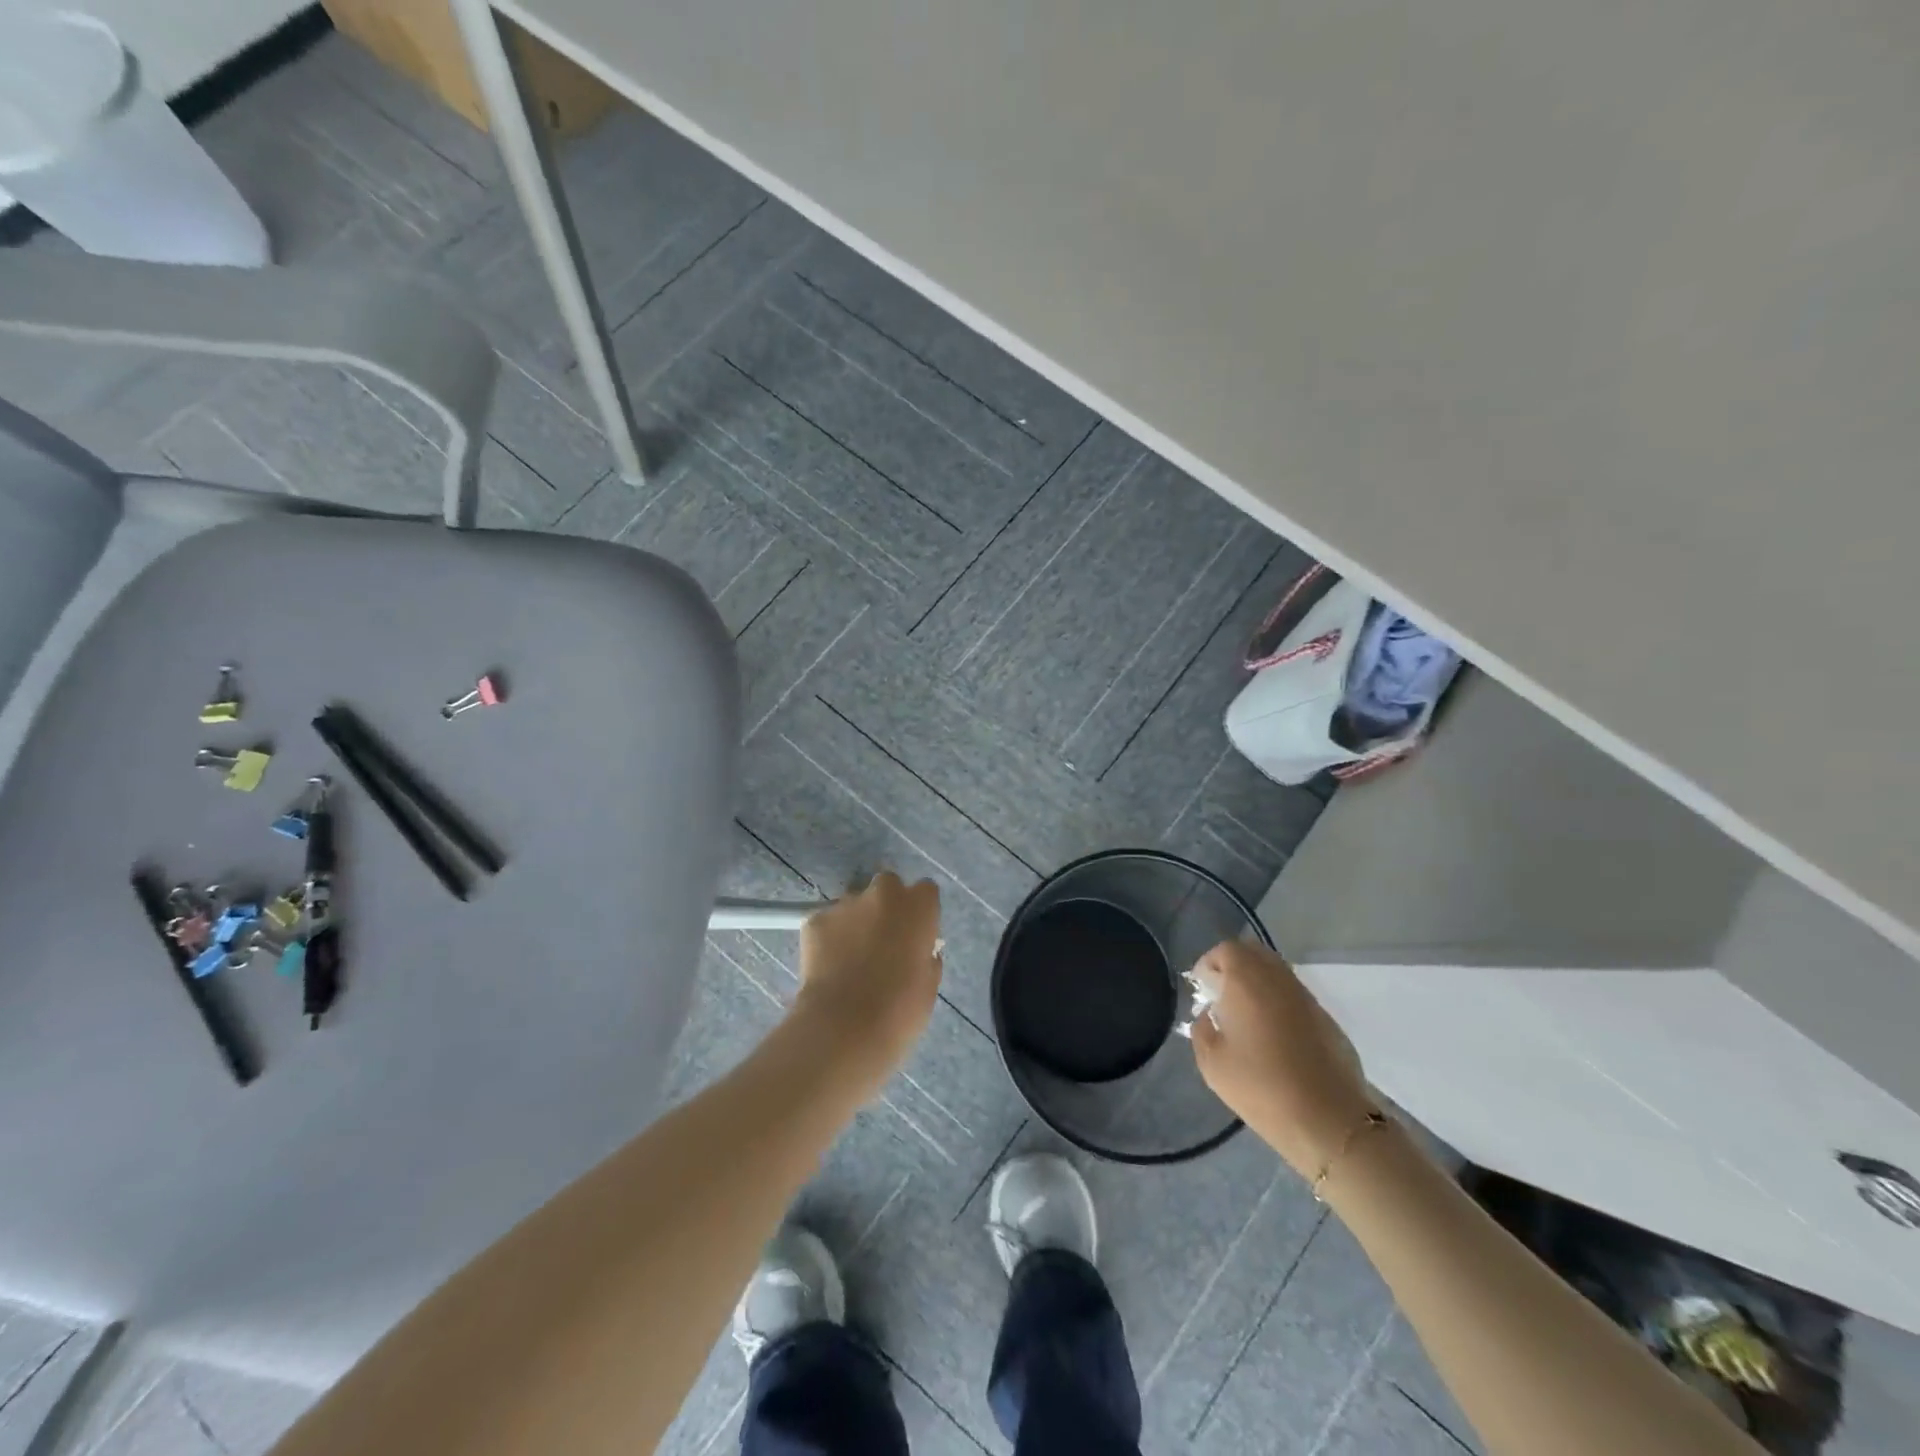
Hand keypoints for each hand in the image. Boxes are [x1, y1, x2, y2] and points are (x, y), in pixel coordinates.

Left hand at [792, 872, 942, 1090]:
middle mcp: (883, 894)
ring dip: (856, 921)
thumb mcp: (929, 984)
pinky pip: (826, 922)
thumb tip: (919, 952)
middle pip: (887, 886)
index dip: (920, 911)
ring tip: (850, 958)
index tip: (916, 934)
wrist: (844, 1028)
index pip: (925, 890)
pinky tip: (828, 967)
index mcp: (918, 907)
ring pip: (854, 904)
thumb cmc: (900, 1011)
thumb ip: (926, 956)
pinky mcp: (814, 920)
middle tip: (883, 939)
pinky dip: (828, 938)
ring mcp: (845, 904)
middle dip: (886, 905)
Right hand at [1189, 940, 1376, 1179]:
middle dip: (1234, 965)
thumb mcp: (1212, 1063)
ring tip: (1247, 1014)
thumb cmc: (1261, 1087)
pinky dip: (1278, 1000)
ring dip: (1258, 981)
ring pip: (1277, 971)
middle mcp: (1278, 980)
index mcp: (1247, 982)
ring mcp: (1306, 997)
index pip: (1227, 950)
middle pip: (1254, 953)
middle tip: (1222, 994)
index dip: (1210, 963)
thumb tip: (1209, 1015)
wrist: (1329, 1121)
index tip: (1202, 989)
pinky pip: (1294, 994)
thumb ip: (1201, 1029)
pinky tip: (1274, 1034)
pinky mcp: (1326, 1018)